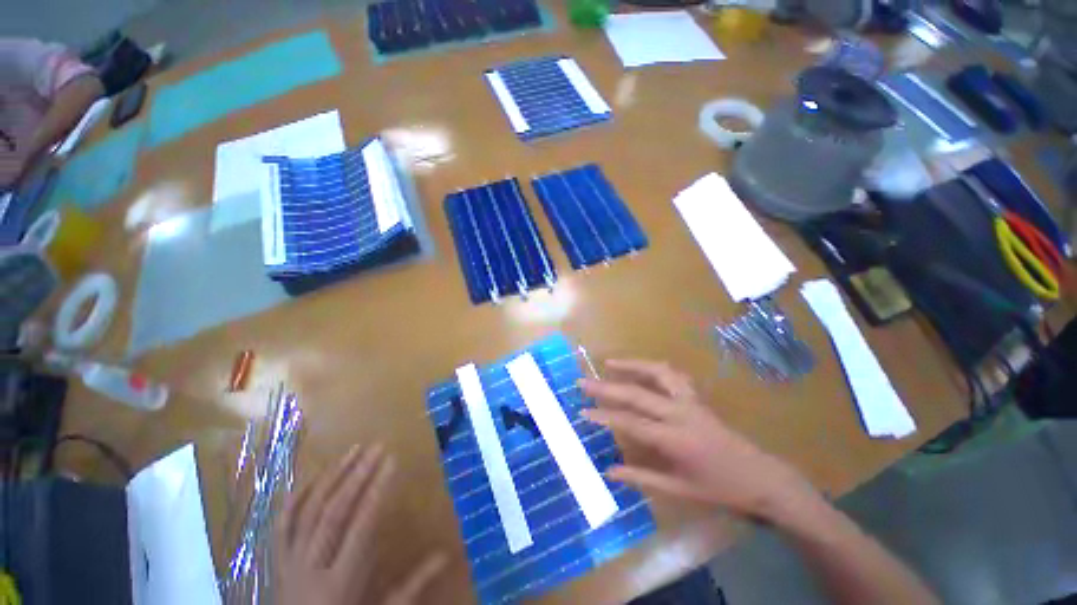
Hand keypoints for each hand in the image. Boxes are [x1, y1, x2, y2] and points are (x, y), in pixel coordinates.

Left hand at [275, 444, 446, 604]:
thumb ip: (412, 585)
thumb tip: (446, 555)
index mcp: (340, 582)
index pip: (361, 525)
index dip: (377, 490)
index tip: (392, 461)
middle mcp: (312, 567)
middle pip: (333, 512)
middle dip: (357, 475)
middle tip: (377, 447)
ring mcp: (290, 562)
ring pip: (308, 511)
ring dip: (332, 477)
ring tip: (353, 450)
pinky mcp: (277, 561)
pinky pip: (282, 525)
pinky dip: (295, 498)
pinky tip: (311, 475)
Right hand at [581, 360, 816, 521]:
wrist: (761, 478)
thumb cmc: (719, 488)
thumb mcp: (678, 490)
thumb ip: (641, 478)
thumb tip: (609, 471)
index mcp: (676, 439)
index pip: (631, 423)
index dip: (604, 417)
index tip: (582, 413)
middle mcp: (681, 413)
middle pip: (637, 393)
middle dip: (607, 388)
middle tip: (583, 382)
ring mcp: (690, 401)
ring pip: (658, 373)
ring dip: (632, 365)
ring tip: (610, 363)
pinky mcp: (697, 397)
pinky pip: (672, 375)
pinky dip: (653, 368)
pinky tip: (641, 369)